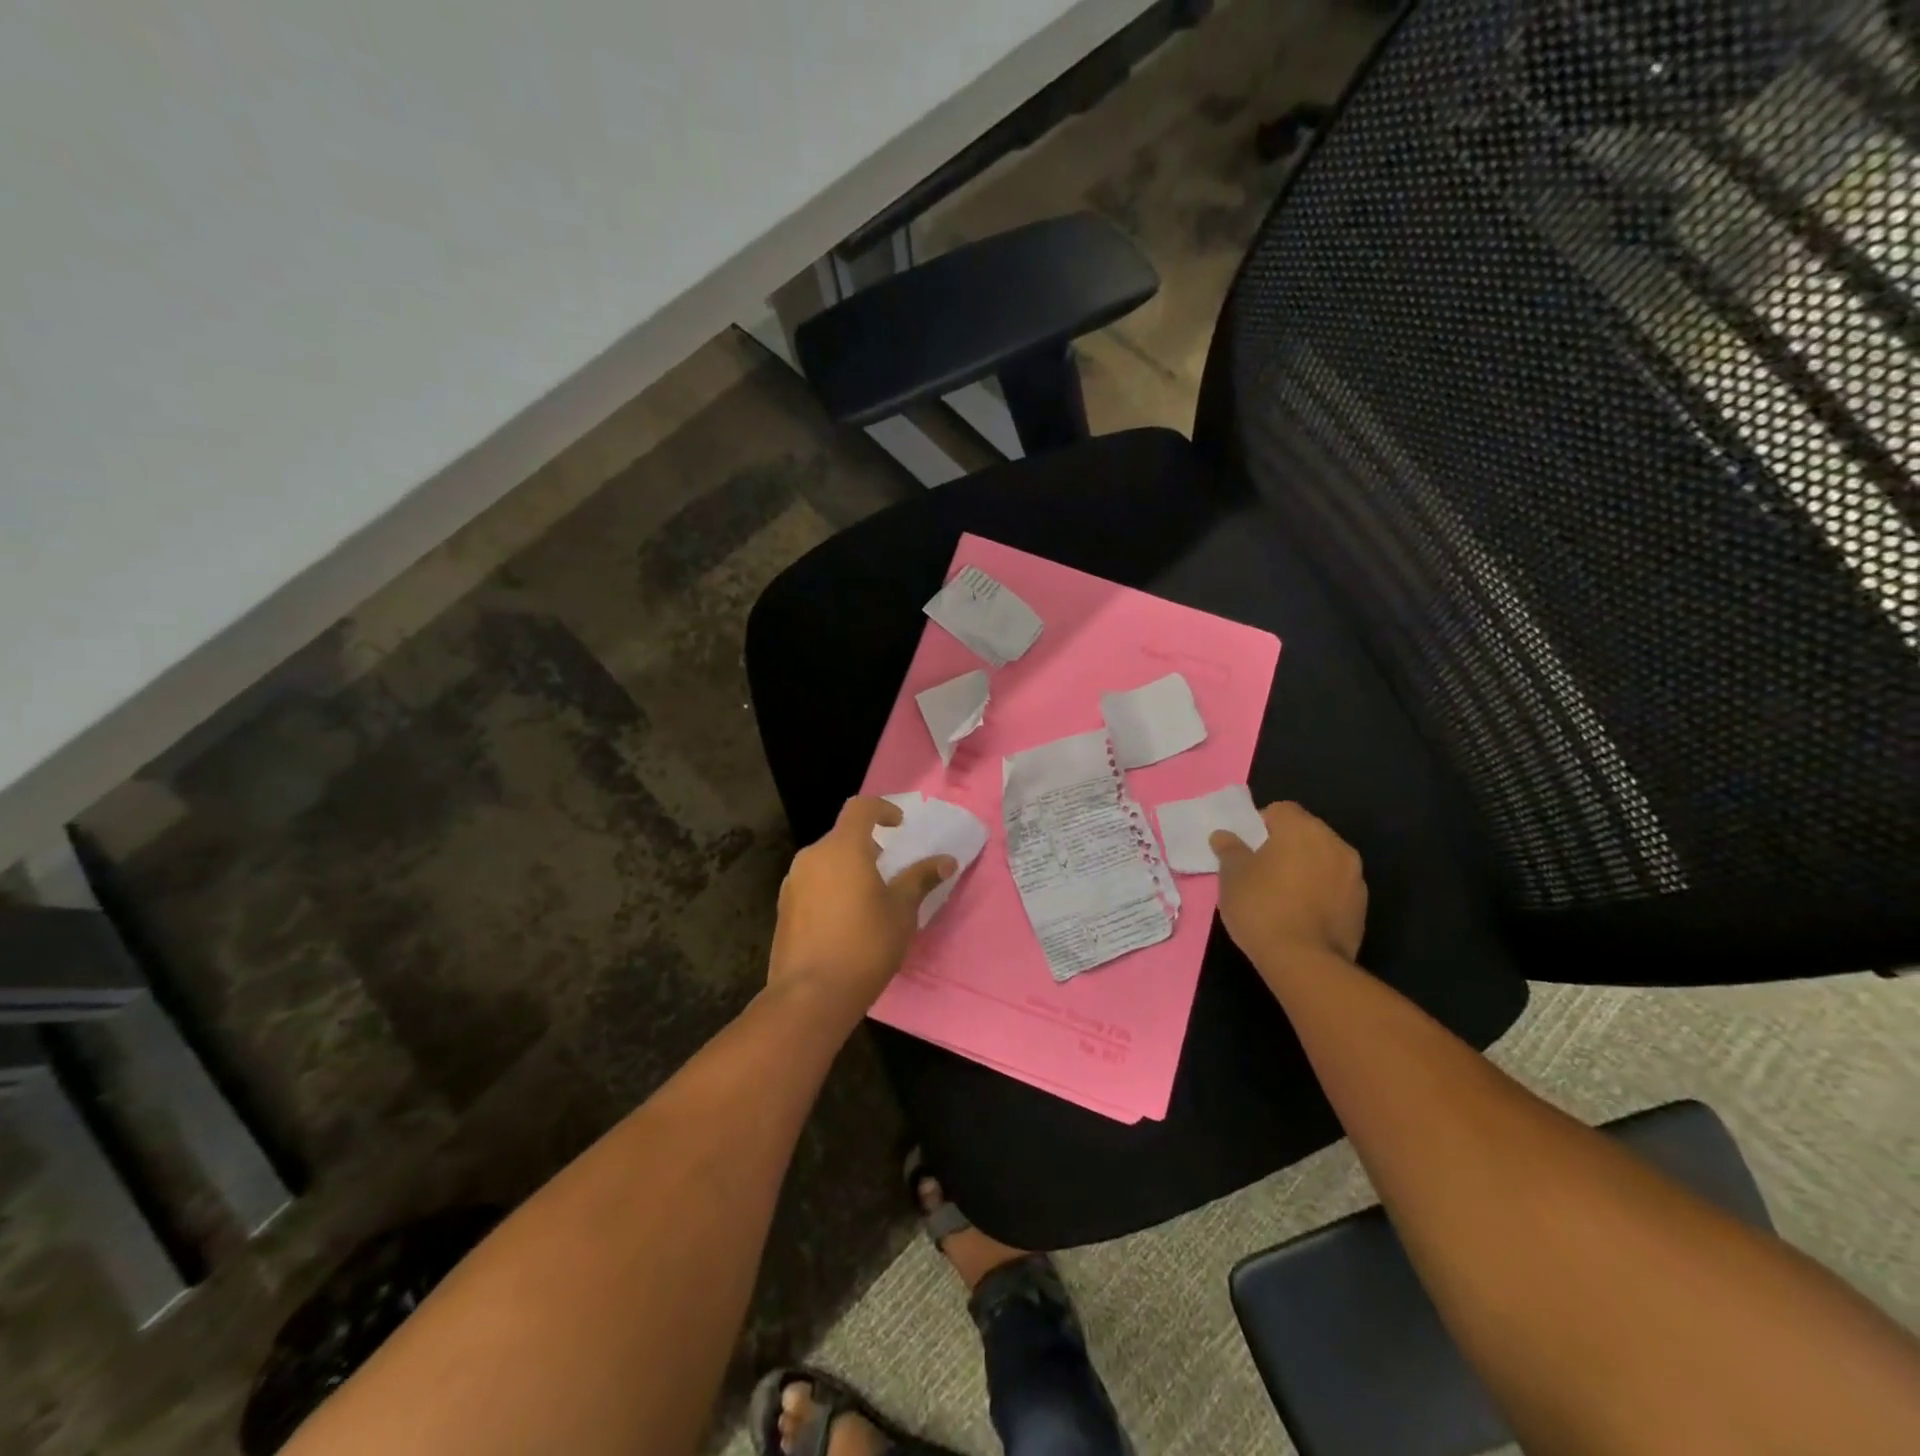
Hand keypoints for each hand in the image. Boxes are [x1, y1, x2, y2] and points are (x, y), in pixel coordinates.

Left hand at [767, 797, 955, 1027]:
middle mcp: (812, 857)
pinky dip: (831, 888)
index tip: (900, 826)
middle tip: (889, 869)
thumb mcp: (902, 911)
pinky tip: (845, 920)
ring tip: (869, 897)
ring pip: (825, 861)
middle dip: (867, 845)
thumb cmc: (865, 945)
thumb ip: (921, 879)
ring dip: (848, 868)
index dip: (883, 809)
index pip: (860, 807)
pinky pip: (812, 884)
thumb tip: (946, 861)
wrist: (810, 996)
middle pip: (842, 836)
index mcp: (842, 848)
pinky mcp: (783, 908)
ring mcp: (792, 883)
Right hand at [1211, 801, 1367, 968]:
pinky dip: (1320, 892)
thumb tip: (1224, 836)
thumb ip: (1229, 850)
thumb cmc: (1261, 907)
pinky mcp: (1362, 905)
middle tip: (1261, 870)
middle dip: (1285, 845)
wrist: (1304, 961)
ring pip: (1323, 860)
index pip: (1280, 810)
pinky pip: (1335, 887)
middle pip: (1306, 833)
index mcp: (1302, 829)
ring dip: (1306, 868)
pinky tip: (1301, 914)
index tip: (1247, 849)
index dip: (1260, 825)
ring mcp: (1354, 875)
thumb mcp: (1232, 876)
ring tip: (1283, 894)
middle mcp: (1334, 843)